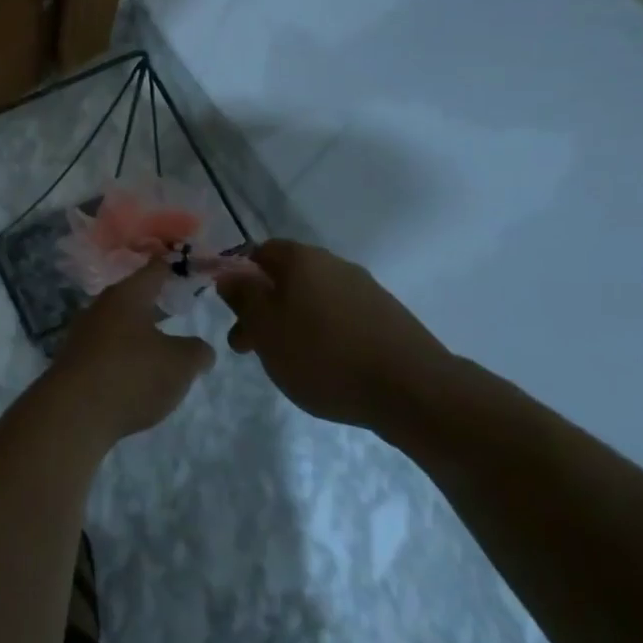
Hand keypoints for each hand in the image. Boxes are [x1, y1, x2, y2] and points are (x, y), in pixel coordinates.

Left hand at [45, 262, 214, 447]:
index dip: (173, 267)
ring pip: (118, 324)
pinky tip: (136, 372)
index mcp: (127, 296)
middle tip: (178, 306)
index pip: (154, 270)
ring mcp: (83, 334)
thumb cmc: (132, 375)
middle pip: (132, 297)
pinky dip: (123, 355)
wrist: (73, 413)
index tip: (187, 265)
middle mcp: (100, 307)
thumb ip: (197, 351)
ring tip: (162, 343)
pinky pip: (106, 349)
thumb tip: (201, 349)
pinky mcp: (74, 361)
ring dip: (138, 331)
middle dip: (154, 301)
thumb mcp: (180, 364)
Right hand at [214, 240, 453, 427]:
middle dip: (263, 308)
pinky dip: (324, 334)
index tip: (232, 311)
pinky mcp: (389, 318)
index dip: (240, 277)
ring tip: (287, 361)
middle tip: (249, 347)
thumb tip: (229, 275)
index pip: (260, 252)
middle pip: (287, 278)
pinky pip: (342, 317)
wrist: (413, 390)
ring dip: (293, 323)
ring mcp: (366, 290)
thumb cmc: (323, 355)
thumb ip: (242, 297)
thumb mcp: (265, 328)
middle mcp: (335, 264)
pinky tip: (325, 365)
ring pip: (314, 299)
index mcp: (302, 259)